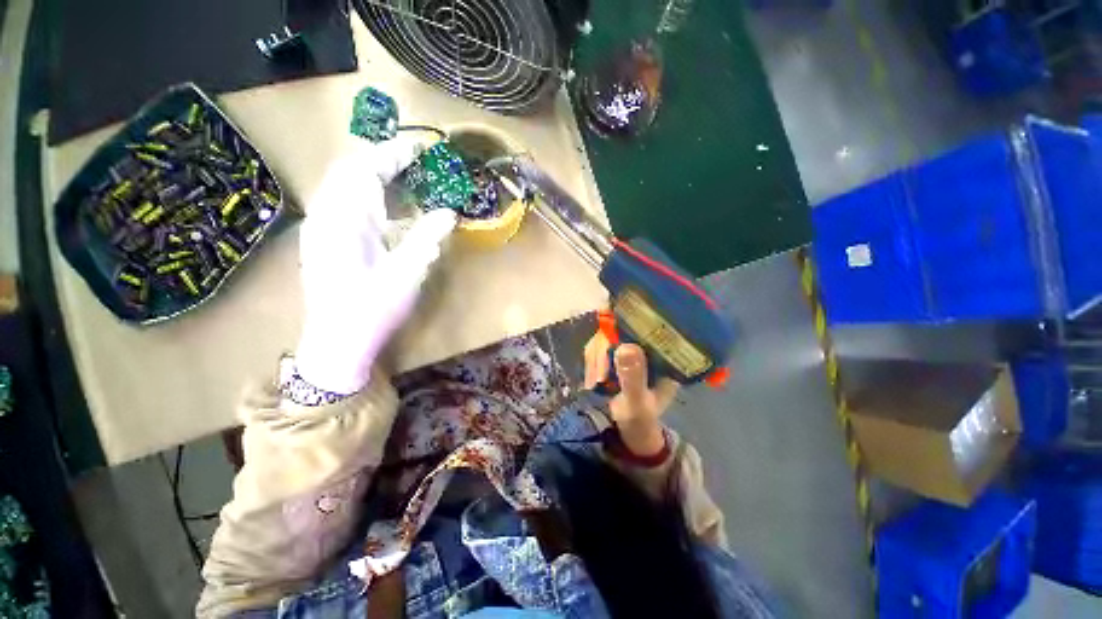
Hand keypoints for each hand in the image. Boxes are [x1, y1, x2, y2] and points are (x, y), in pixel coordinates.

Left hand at [295, 137, 457, 394]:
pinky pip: (342, 202)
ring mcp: (321, 226)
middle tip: (415, 160)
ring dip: (373, 174)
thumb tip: (449, 211)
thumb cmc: (373, 309)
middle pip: (350, 170)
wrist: (337, 342)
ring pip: (343, 184)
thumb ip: (427, 237)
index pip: (366, 169)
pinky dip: (365, 193)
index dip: (394, 153)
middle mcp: (327, 215)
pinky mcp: (323, 239)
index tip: (420, 146)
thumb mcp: (408, 273)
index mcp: (346, 220)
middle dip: (382, 158)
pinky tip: (385, 206)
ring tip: (404, 177)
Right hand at [584, 331, 678, 455]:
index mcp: (662, 351)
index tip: (610, 329)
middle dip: (603, 349)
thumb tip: (624, 346)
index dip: (627, 314)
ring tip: (595, 383)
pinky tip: (591, 380)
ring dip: (594, 358)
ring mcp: (629, 347)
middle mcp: (646, 343)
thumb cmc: (641, 418)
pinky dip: (591, 363)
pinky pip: (597, 347)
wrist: (632, 430)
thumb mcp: (638, 400)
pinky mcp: (615, 353)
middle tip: (599, 376)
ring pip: (605, 336)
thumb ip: (633, 377)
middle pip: (619, 325)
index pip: (647, 320)